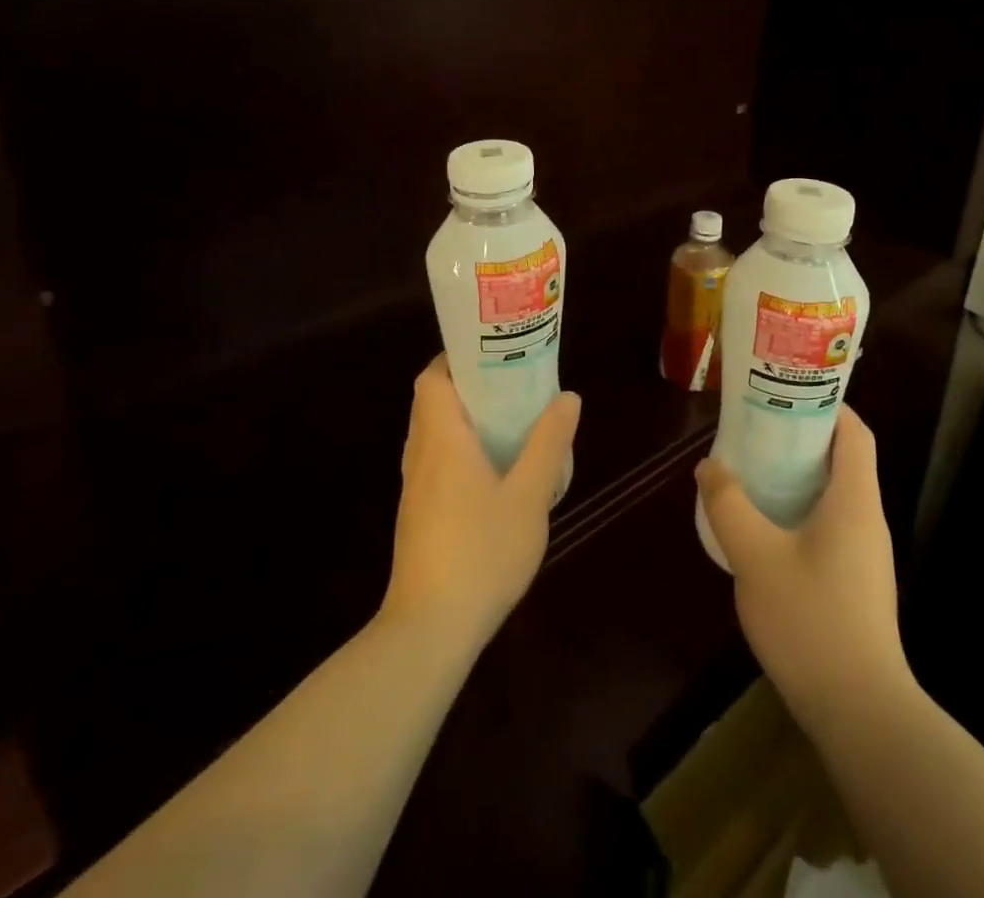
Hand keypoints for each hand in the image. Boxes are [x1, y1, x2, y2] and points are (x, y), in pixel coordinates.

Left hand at [381, 356, 580, 651]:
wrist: (430, 630)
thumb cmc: (481, 552)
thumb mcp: (529, 495)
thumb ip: (548, 443)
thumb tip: (567, 397)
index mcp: (442, 439)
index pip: (432, 378)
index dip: (456, 358)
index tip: (493, 353)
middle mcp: (421, 455)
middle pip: (432, 402)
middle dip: (468, 385)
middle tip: (511, 382)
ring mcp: (416, 487)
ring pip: (434, 433)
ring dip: (464, 418)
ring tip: (510, 419)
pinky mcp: (419, 514)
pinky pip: (436, 461)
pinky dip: (460, 449)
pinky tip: (495, 470)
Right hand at [696, 407, 910, 729]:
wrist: (861, 713)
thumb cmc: (811, 621)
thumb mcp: (756, 557)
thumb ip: (729, 506)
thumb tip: (710, 466)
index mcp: (854, 499)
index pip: (854, 431)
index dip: (826, 405)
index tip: (784, 395)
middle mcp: (868, 519)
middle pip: (843, 459)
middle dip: (801, 438)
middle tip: (756, 430)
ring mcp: (866, 554)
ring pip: (835, 495)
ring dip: (798, 477)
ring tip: (753, 472)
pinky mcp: (857, 583)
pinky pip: (831, 526)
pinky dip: (801, 511)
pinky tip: (766, 530)